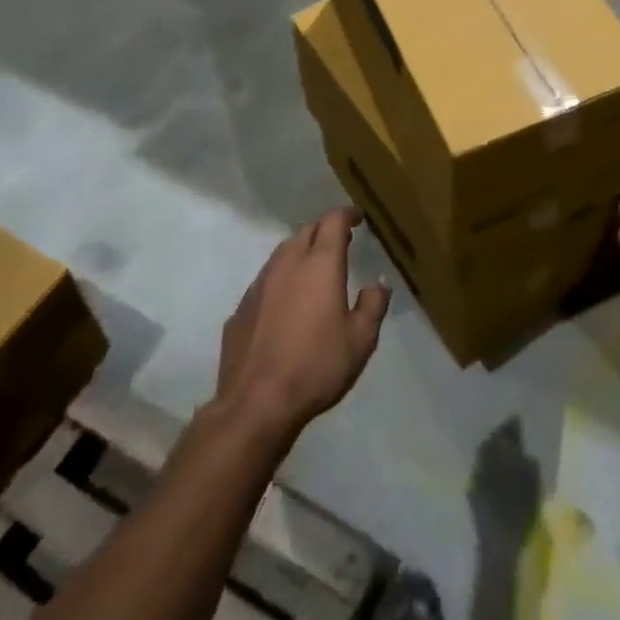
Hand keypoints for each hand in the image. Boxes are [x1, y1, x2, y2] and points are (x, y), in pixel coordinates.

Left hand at [215, 208, 390, 442]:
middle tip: (339, 240)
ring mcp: (260, 284)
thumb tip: (378, 283)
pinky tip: (286, 300)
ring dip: (301, 250)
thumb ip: (373, 305)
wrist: (255, 404)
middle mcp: (288, 263)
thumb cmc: (316, 366)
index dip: (346, 215)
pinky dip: (281, 278)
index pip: (333, 221)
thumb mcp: (360, 340)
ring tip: (313, 265)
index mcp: (320, 264)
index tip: (357, 218)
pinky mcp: (241, 308)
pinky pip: (266, 280)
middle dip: (324, 229)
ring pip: (283, 252)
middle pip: (306, 231)